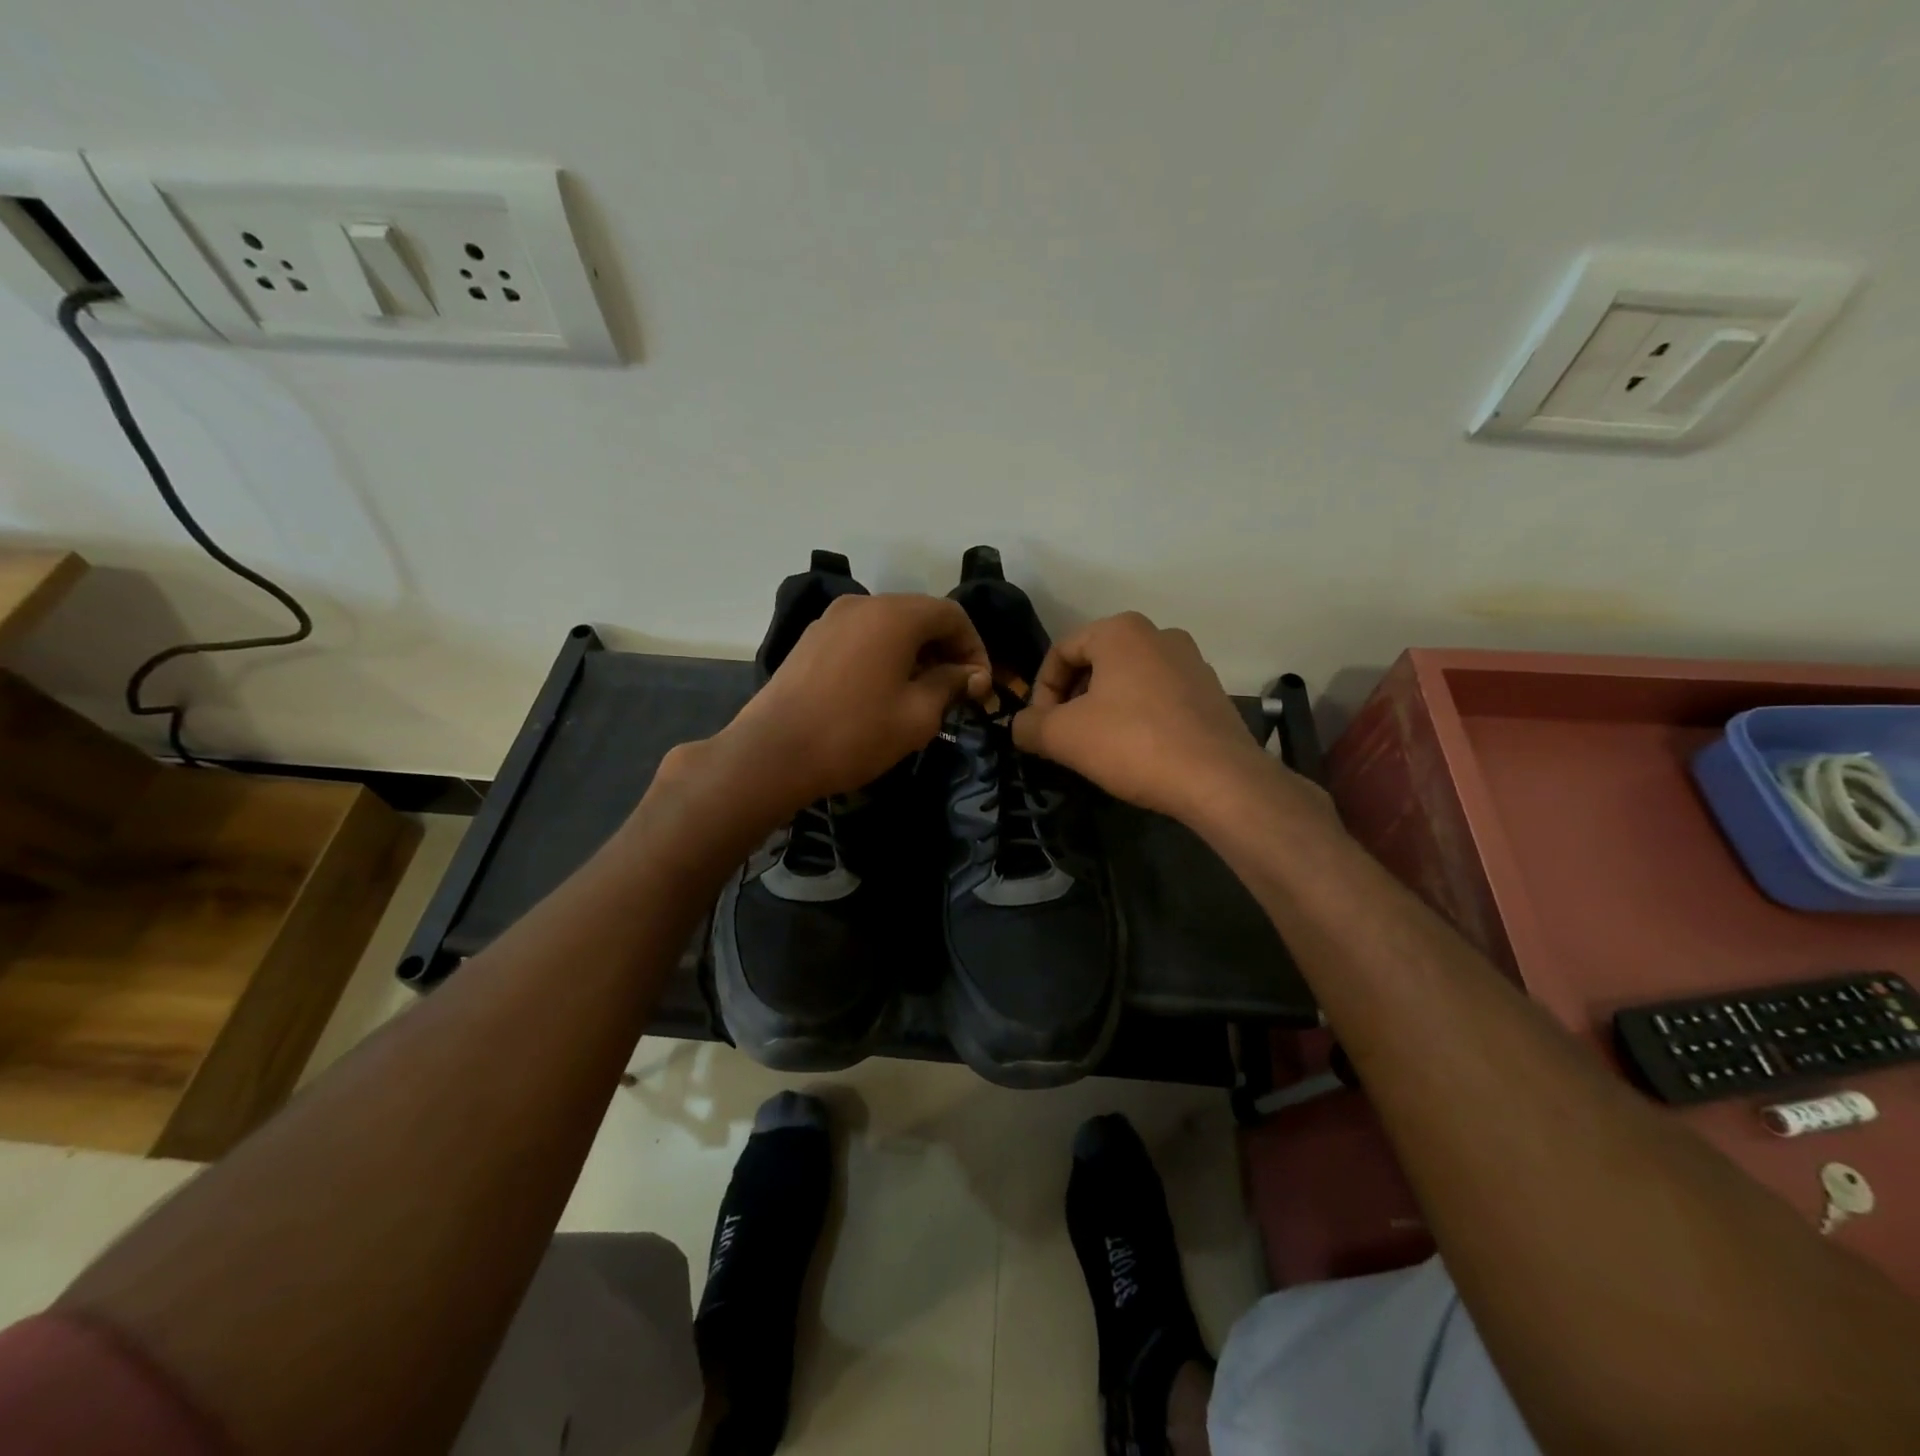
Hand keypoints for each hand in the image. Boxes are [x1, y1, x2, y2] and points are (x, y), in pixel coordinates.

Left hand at [716, 593, 990, 811]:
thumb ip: (951, 686)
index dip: (975, 647)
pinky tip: (883, 691)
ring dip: (915, 653)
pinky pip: (861, 637)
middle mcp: (863, 604)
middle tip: (957, 691)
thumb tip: (970, 675)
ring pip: (889, 626)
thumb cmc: (855, 734)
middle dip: (946, 649)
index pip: (952, 615)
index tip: (980, 686)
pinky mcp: (811, 640)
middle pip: (920, 615)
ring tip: (922, 694)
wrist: (773, 753)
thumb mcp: (917, 716)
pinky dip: (884, 655)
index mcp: (894, 615)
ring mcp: (831, 620)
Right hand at [1012, 612, 1272, 819]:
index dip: (1041, 691)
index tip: (1040, 728)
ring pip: (1128, 682)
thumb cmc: (1132, 744)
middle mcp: (1160, 635)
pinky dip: (1138, 719)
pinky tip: (1137, 753)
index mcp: (1121, 631)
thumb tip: (1020, 726)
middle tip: (1064, 738)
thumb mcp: (1063, 736)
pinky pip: (1159, 699)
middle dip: (1073, 701)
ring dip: (1104, 710)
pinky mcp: (1212, 694)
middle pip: (1096, 664)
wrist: (1218, 780)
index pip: (1061, 652)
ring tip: (1098, 748)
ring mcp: (1192, 663)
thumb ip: (1029, 725)